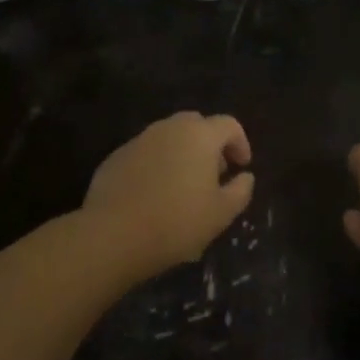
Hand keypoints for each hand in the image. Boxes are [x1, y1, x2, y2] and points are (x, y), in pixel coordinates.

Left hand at [84, 112, 253, 269]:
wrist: (113, 235)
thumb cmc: (177, 222)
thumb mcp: (221, 213)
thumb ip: (240, 190)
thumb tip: (245, 177)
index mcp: (199, 135)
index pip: (228, 124)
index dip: (240, 143)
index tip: (241, 167)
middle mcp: (168, 128)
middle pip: (196, 125)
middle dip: (210, 144)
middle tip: (214, 174)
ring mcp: (138, 140)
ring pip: (168, 138)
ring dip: (182, 154)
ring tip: (184, 187)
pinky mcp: (115, 157)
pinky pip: (145, 153)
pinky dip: (157, 165)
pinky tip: (154, 195)